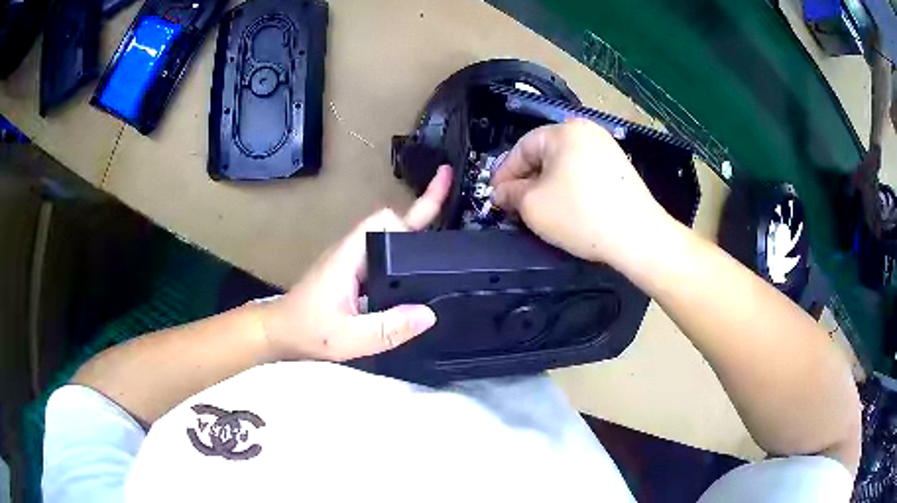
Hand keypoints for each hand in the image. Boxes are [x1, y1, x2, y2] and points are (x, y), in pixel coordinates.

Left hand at [262, 166, 451, 361]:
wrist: (280, 332)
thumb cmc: (309, 332)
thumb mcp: (351, 338)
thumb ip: (389, 328)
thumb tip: (429, 314)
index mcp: (351, 256)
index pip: (384, 222)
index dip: (411, 218)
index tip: (438, 218)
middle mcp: (352, 251)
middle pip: (390, 223)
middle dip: (421, 211)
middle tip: (452, 196)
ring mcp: (351, 261)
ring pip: (387, 238)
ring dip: (414, 232)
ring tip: (446, 236)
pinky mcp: (351, 273)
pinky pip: (382, 256)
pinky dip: (403, 254)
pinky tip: (419, 269)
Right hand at [491, 119, 669, 267]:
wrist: (638, 236)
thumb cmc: (581, 215)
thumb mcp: (533, 206)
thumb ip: (510, 194)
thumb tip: (501, 192)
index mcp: (564, 132)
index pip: (522, 147)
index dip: (504, 173)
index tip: (494, 195)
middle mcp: (587, 132)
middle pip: (544, 154)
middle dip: (526, 179)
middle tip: (515, 204)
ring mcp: (607, 148)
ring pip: (564, 164)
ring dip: (547, 184)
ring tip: (539, 208)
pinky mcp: (620, 168)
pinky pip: (583, 172)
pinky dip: (569, 187)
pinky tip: (567, 207)